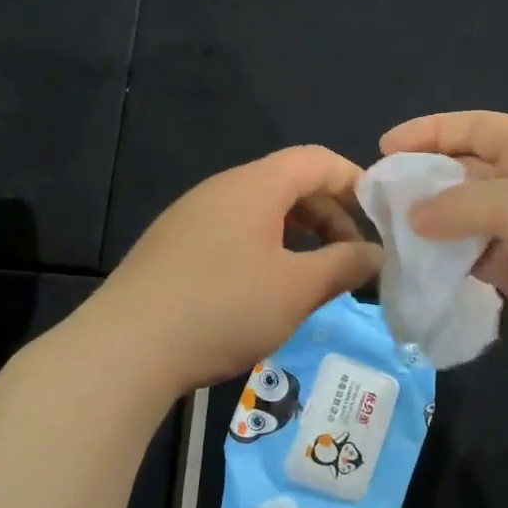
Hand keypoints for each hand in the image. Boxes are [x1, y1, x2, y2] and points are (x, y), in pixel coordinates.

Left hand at [81, 147, 382, 396]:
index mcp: (255, 185)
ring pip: (259, 212)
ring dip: (296, 237)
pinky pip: (231, 233)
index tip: (381, 220)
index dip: (355, 182)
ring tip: (313, 277)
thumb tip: (376, 255)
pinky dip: (263, 250)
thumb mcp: (296, 289)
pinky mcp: (171, 246)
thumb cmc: (224, 307)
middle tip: (351, 258)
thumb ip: (344, 265)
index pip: (317, 160)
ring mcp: (190, 216)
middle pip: (288, 184)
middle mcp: (221, 189)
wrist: (126, 347)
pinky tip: (263, 291)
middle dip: (329, 215)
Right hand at [380, 111, 507, 386]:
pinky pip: (472, 256)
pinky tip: (420, 266)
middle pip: (465, 172)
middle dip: (423, 180)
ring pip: (464, 218)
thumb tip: (414, 216)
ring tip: (390, 234)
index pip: (476, 128)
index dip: (430, 132)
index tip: (385, 147)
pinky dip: (446, 259)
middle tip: (378, 199)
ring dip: (430, 224)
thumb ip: (461, 204)